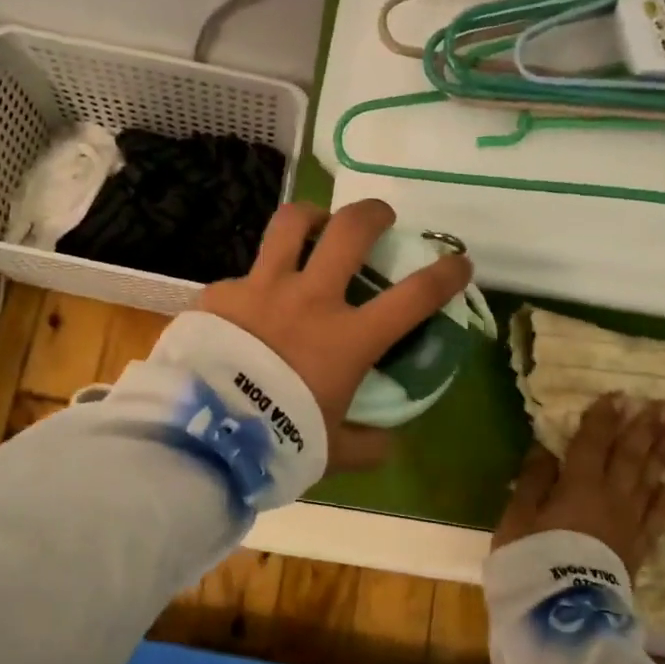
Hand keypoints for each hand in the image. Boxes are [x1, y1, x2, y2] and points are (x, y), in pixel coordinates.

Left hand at [197, 199, 473, 473]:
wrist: (205, 431)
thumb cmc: (277, 439)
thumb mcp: (331, 450)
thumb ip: (366, 444)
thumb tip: (388, 442)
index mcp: (348, 338)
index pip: (414, 296)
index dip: (445, 274)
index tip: (459, 262)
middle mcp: (311, 299)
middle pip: (351, 231)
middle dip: (374, 214)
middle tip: (380, 218)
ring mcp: (264, 288)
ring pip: (292, 224)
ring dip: (312, 216)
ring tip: (316, 224)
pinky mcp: (222, 292)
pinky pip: (243, 273)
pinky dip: (254, 282)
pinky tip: (249, 302)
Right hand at [493, 395, 664, 578]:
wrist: (564, 614)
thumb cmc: (532, 560)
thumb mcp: (518, 517)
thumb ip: (534, 480)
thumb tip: (545, 447)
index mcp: (578, 484)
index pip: (594, 443)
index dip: (605, 418)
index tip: (620, 395)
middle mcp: (611, 497)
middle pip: (630, 456)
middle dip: (645, 428)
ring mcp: (629, 523)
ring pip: (650, 481)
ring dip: (664, 454)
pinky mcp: (637, 549)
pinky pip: (657, 519)